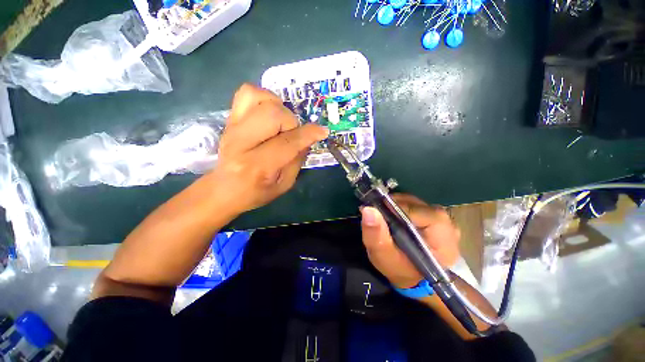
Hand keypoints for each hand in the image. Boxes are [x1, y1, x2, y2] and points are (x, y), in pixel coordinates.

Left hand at [209, 84, 327, 213]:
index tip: (322, 131)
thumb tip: (308, 138)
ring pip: (259, 97)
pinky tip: (269, 112)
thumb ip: (297, 159)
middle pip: (273, 114)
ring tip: (281, 123)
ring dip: (279, 107)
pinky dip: (264, 97)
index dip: (309, 134)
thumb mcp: (284, 184)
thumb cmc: (257, 192)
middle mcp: (241, 142)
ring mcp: (232, 127)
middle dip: (291, 122)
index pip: (287, 142)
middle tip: (292, 134)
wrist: (224, 189)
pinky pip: (246, 93)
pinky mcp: (229, 119)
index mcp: (257, 165)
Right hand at [360, 194, 460, 288]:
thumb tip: (368, 209)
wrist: (415, 279)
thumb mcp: (383, 256)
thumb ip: (375, 235)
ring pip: (414, 202)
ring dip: (396, 206)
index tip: (376, 211)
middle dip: (392, 206)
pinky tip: (394, 218)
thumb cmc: (400, 270)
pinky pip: (415, 206)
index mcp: (441, 234)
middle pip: (414, 203)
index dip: (393, 207)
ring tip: (384, 217)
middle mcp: (447, 223)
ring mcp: (444, 219)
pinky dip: (402, 208)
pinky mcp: (437, 219)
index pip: (414, 210)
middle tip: (378, 215)